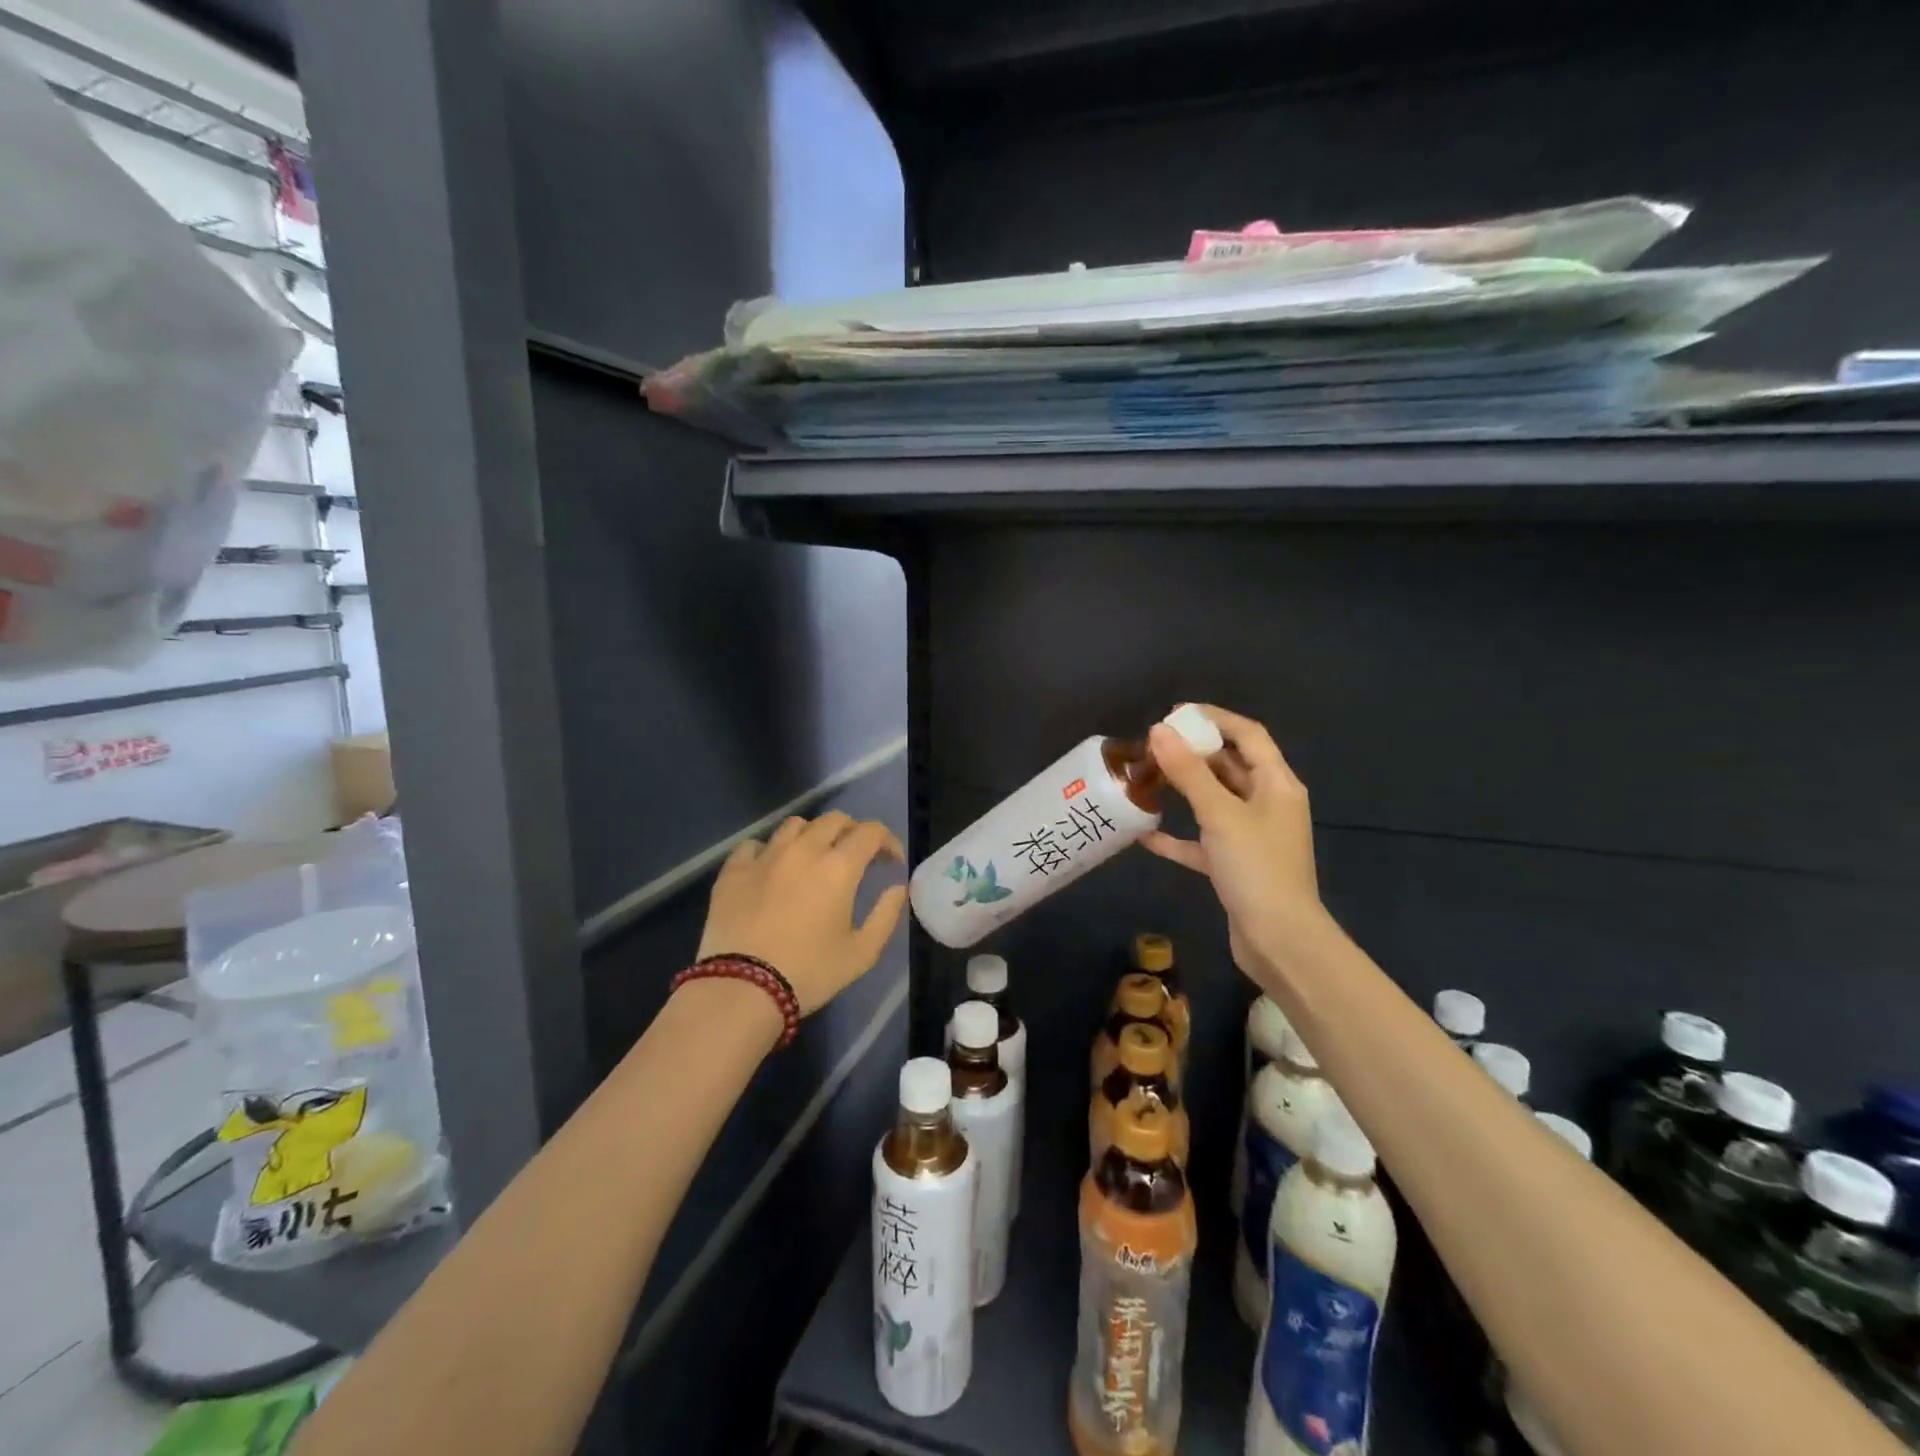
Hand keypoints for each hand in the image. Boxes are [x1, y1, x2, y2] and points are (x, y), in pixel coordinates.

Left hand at [697, 813, 908, 1013]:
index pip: (870, 832)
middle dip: (852, 832)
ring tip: (813, 857)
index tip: (890, 861)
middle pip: (834, 820)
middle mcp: (803, 850)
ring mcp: (765, 857)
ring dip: (812, 835)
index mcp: (838, 867)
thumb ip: (886, 916)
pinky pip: (754, 845)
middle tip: (856, 856)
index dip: (887, 841)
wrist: (742, 989)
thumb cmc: (809, 973)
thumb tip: (897, 888)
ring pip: (795, 825)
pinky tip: (771, 869)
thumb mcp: (861, 954)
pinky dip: (769, 850)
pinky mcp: (733, 870)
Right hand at [1142, 705, 1327, 976]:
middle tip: (1153, 745)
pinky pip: (1203, 841)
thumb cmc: (1256, 868)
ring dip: (1184, 790)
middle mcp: (1268, 804)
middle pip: (1230, 766)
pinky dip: (1178, 836)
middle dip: (1194, 753)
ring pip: (1214, 802)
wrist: (1280, 941)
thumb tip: (1159, 730)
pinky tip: (1145, 835)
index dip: (1214, 719)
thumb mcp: (1220, 814)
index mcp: (1276, 784)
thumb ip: (1188, 772)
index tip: (1175, 714)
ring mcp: (1252, 836)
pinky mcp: (1236, 865)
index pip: (1248, 735)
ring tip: (1147, 779)